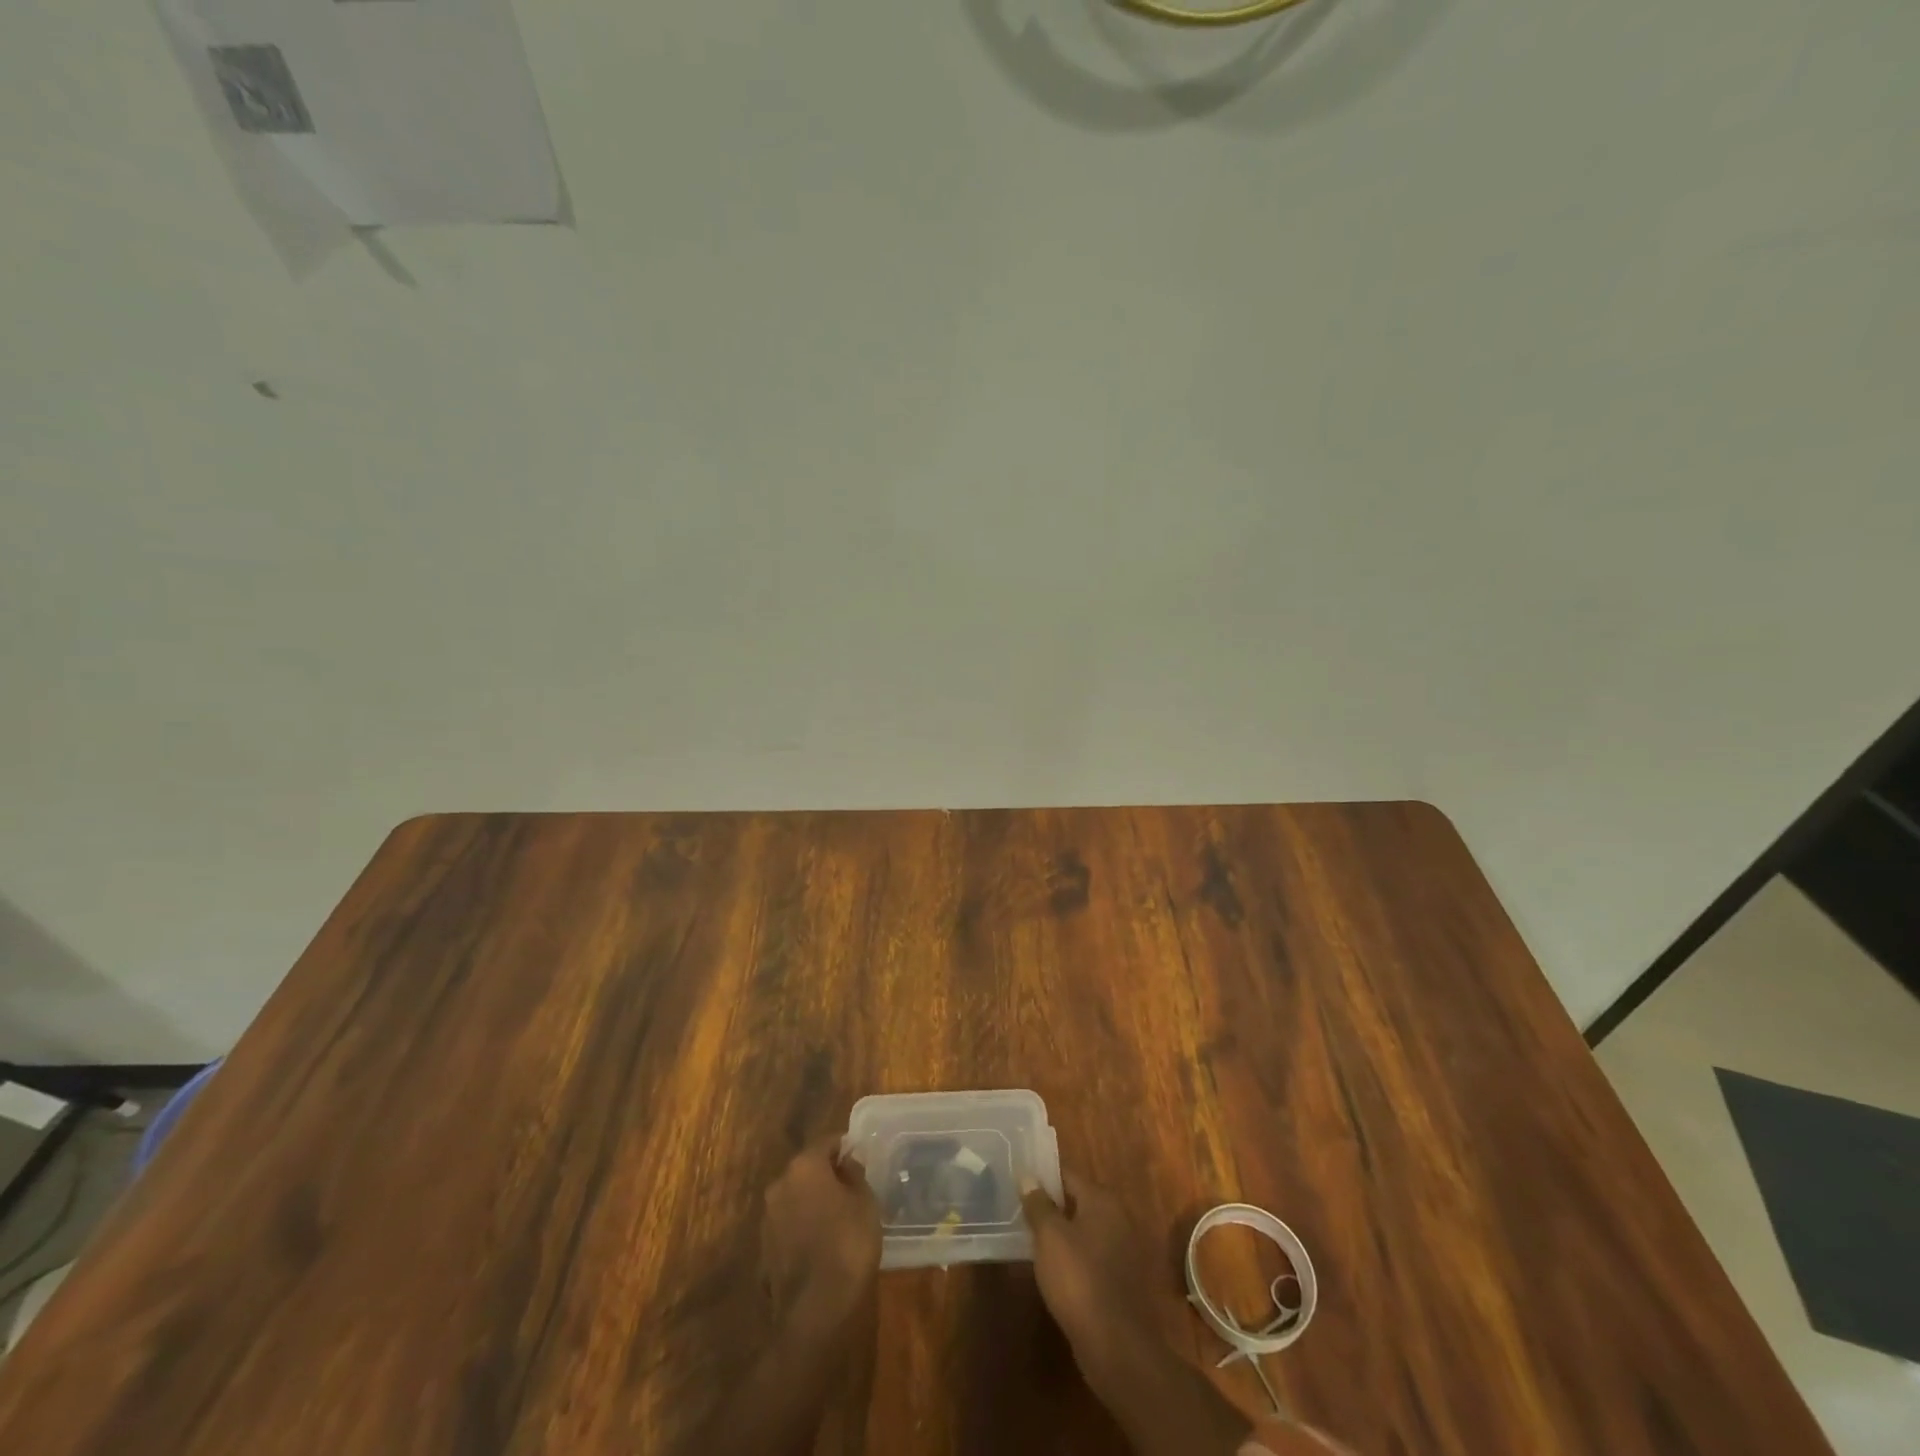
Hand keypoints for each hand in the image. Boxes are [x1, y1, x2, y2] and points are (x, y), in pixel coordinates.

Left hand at [761, 1138, 880, 1334]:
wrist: (814, 1311)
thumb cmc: (847, 1245)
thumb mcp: (865, 1203)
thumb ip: (855, 1175)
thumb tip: (847, 1163)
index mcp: (804, 1166)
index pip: (827, 1142)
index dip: (845, 1148)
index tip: (860, 1159)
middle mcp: (779, 1185)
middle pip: (806, 1169)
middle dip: (827, 1175)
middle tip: (851, 1189)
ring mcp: (767, 1219)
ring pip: (795, 1198)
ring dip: (813, 1202)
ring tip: (838, 1219)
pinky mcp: (764, 1250)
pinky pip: (788, 1227)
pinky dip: (802, 1229)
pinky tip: (821, 1245)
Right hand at [1020, 1169, 1161, 1377]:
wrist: (1116, 1345)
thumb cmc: (1079, 1279)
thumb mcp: (1050, 1236)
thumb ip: (1038, 1204)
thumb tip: (1028, 1176)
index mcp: (1102, 1200)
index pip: (1068, 1176)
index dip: (1043, 1178)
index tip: (1020, 1181)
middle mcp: (1118, 1218)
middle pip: (1078, 1202)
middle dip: (1052, 1207)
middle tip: (1021, 1210)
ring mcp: (1124, 1251)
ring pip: (1085, 1231)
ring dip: (1063, 1234)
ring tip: (1032, 1239)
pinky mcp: (1122, 1281)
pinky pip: (1092, 1257)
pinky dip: (1075, 1258)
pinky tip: (1055, 1270)